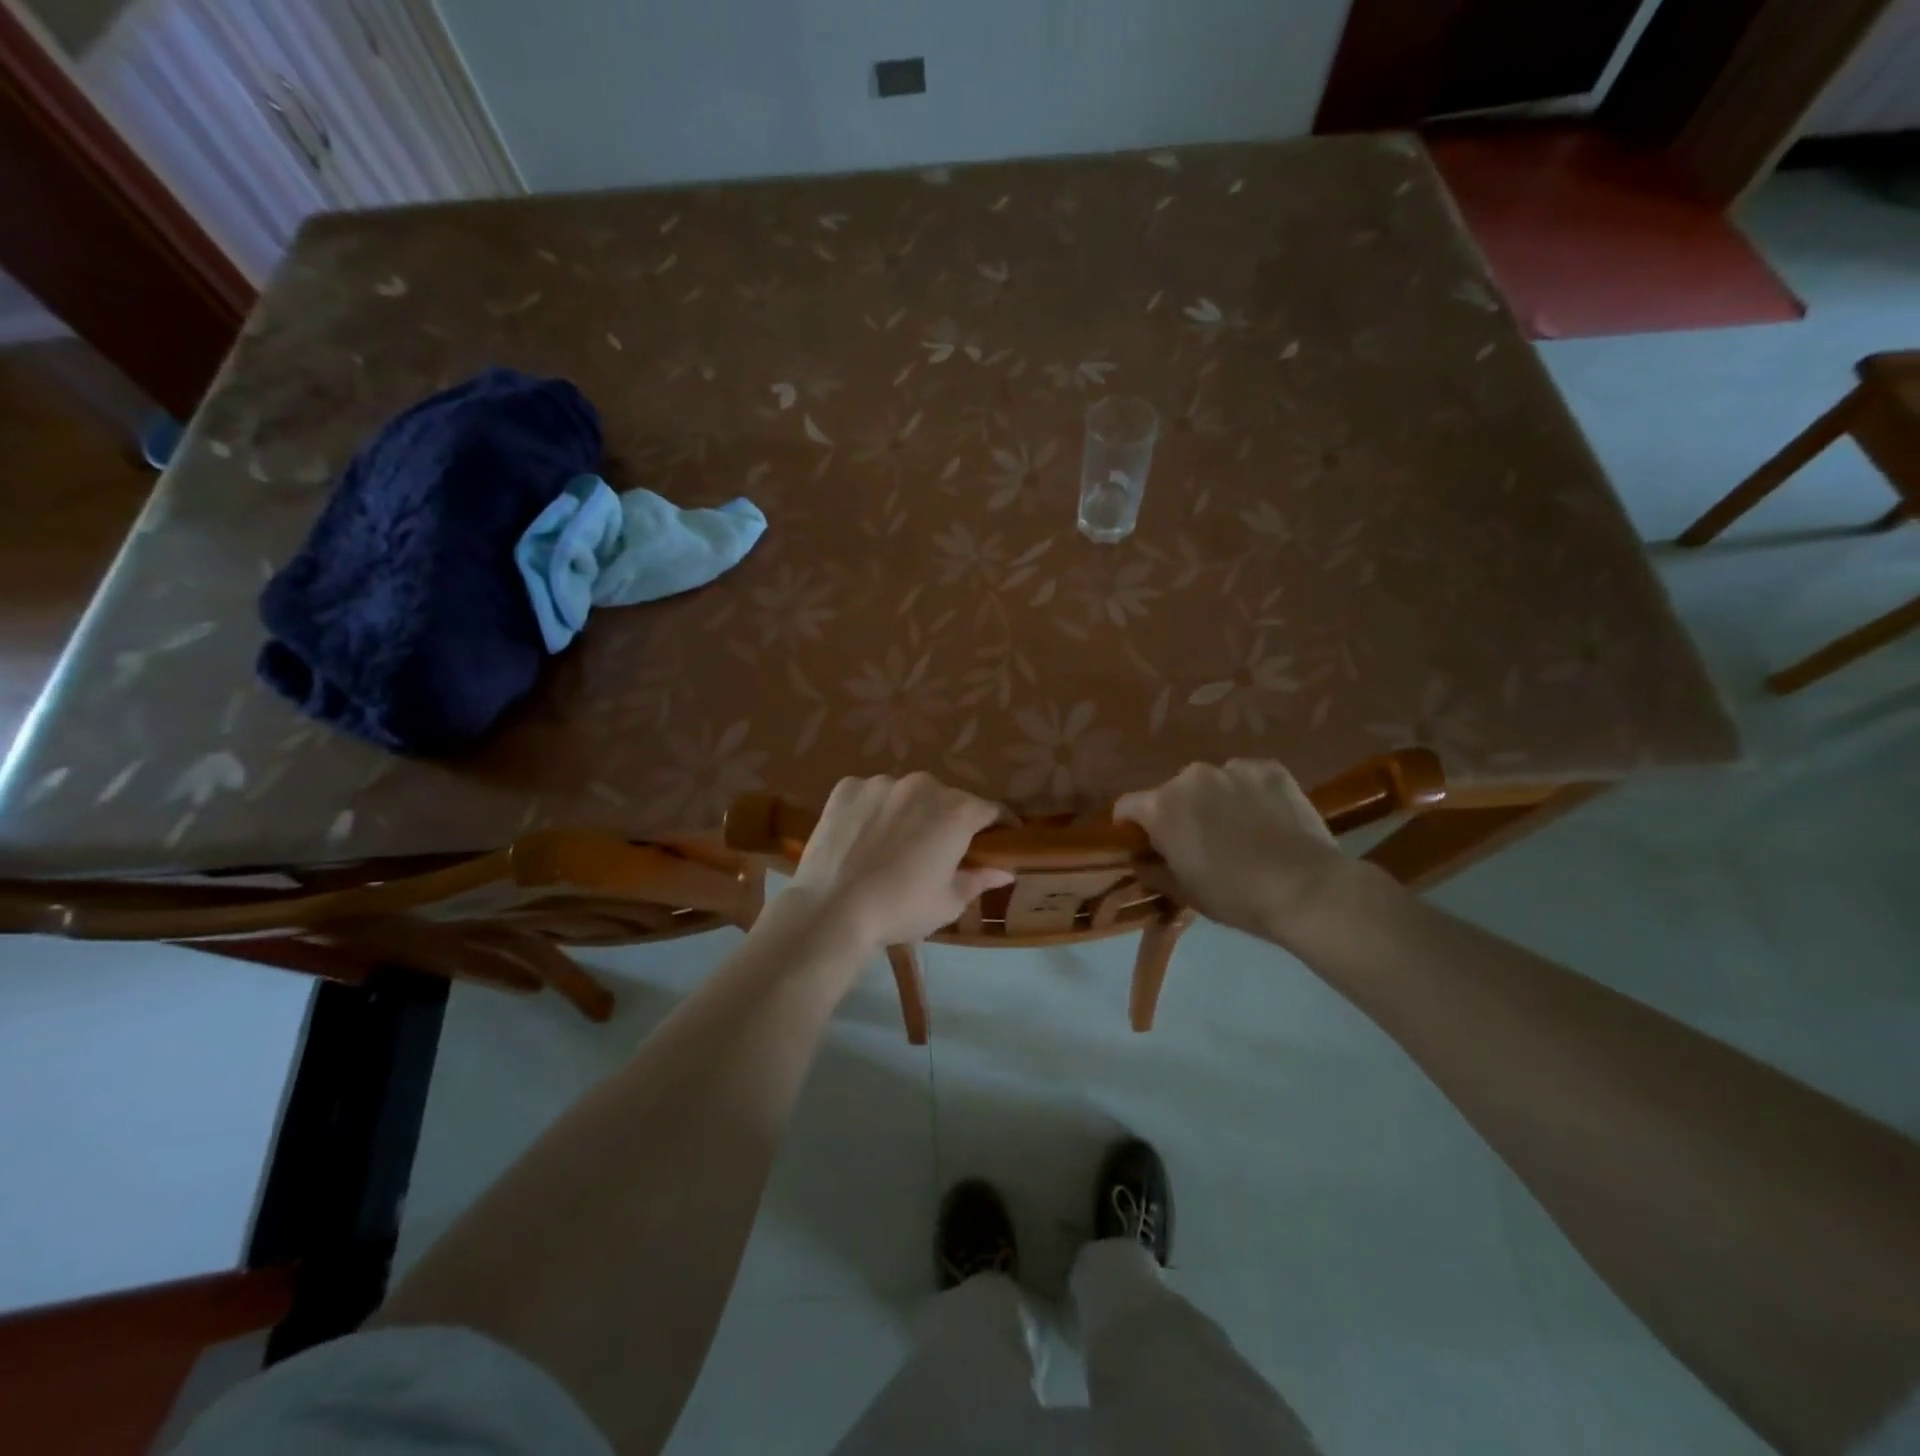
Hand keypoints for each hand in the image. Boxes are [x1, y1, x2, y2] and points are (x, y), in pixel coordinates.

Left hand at [782, 774, 1014, 952]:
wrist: (832, 910)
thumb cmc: (900, 909)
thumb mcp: (948, 902)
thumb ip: (979, 880)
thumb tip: (1004, 871)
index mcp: (957, 811)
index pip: (991, 810)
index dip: (1000, 824)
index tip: (1003, 838)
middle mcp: (923, 785)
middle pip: (947, 798)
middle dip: (950, 819)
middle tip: (941, 848)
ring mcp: (882, 782)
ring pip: (907, 794)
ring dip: (910, 811)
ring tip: (897, 843)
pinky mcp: (848, 787)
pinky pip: (871, 794)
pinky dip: (874, 810)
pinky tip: (865, 837)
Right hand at [1114, 760, 1355, 948]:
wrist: (1307, 890)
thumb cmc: (1235, 896)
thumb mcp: (1183, 891)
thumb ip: (1152, 869)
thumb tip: (1140, 859)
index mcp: (1162, 806)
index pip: (1126, 806)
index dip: (1131, 827)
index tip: (1147, 846)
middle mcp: (1191, 776)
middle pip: (1171, 792)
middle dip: (1179, 813)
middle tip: (1200, 842)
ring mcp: (1233, 768)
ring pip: (1211, 783)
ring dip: (1215, 800)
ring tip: (1240, 830)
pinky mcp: (1269, 768)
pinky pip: (1247, 777)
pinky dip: (1249, 794)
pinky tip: (1267, 820)